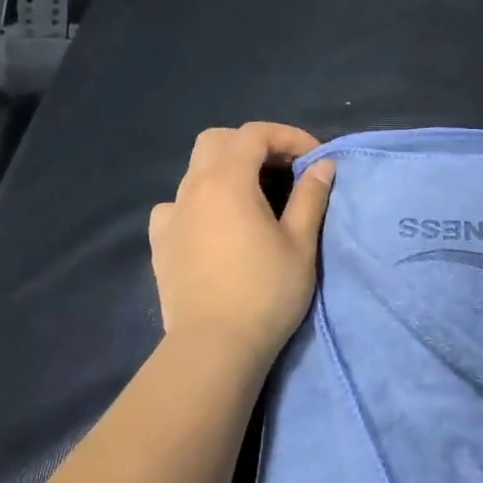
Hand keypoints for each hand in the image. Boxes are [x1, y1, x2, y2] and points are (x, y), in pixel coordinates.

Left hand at [148, 123, 335, 367]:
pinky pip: (177, 205)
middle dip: (252, 144)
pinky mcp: (160, 243)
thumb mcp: (300, 243)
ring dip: (226, 170)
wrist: (212, 348)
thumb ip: (310, 197)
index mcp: (227, 180)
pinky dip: (199, 201)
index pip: (255, 133)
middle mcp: (193, 188)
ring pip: (195, 170)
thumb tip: (322, 166)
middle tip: (282, 169)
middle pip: (218, 140)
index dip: (288, 136)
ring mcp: (170, 215)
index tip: (313, 160)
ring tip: (253, 198)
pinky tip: (214, 225)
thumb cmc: (264, 292)